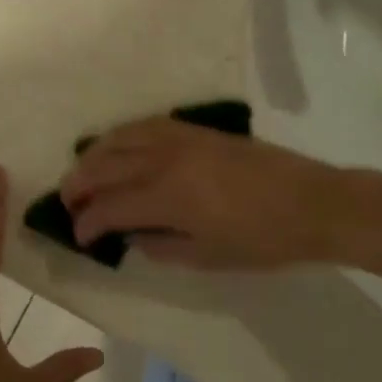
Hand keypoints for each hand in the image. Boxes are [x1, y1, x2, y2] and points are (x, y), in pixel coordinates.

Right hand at [60, 117, 345, 268]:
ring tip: (83, 172)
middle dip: (79, 184)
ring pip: (120, 137)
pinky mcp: (196, 129)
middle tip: (68, 202)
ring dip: (94, 155)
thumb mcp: (208, 257)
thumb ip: (161, 247)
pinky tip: (118, 146)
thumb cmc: (263, 240)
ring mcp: (181, 138)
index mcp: (168, 197)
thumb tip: (132, 236)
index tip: (78, 236)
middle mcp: (165, 160)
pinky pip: (147, 124)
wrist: (313, 203)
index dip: (88, 222)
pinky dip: (123, 135)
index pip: (110, 206)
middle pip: (106, 165)